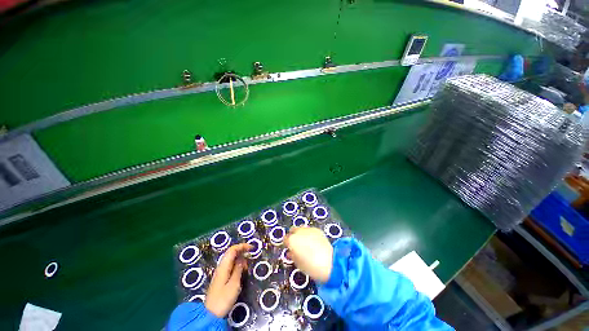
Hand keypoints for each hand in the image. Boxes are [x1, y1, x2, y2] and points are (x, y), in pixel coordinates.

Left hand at [205, 243, 250, 317]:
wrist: (210, 314)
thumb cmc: (223, 299)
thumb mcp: (234, 284)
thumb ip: (238, 269)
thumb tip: (242, 258)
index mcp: (223, 267)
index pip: (232, 250)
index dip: (242, 246)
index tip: (251, 248)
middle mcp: (221, 267)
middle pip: (231, 253)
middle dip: (241, 251)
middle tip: (250, 254)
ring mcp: (220, 272)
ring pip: (230, 259)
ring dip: (240, 259)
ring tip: (246, 266)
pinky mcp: (220, 278)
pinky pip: (230, 266)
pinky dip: (237, 265)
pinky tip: (241, 271)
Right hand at [284, 227, 332, 282]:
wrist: (329, 262)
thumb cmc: (311, 266)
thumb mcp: (297, 263)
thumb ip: (292, 255)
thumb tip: (291, 252)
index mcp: (292, 240)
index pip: (285, 238)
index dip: (287, 244)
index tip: (289, 248)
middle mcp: (299, 231)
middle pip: (293, 230)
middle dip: (293, 236)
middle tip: (296, 244)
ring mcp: (309, 229)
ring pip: (301, 228)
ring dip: (301, 234)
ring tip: (305, 242)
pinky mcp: (317, 230)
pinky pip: (310, 230)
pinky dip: (309, 234)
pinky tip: (313, 242)